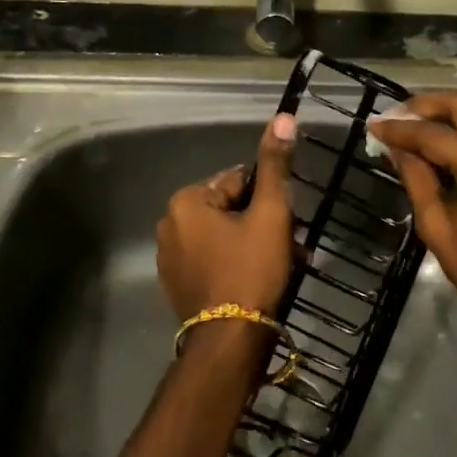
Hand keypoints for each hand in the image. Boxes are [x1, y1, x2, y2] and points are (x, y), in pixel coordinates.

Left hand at [155, 112, 298, 321]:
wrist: (230, 340)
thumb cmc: (251, 270)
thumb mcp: (270, 214)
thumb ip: (274, 165)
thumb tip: (282, 117)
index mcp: (186, 201)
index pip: (238, 181)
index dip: (267, 200)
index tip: (286, 223)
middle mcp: (169, 224)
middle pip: (229, 208)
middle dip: (260, 223)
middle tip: (288, 246)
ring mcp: (169, 257)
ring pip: (222, 235)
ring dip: (251, 243)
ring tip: (278, 265)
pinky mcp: (176, 284)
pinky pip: (211, 259)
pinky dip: (234, 263)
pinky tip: (255, 281)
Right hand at [369, 91, 456, 328]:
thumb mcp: (439, 228)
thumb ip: (417, 179)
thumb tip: (395, 148)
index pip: (436, 135)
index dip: (402, 129)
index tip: (374, 125)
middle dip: (427, 105)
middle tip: (395, 114)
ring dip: (447, 115)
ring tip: (412, 125)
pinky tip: (441, 141)